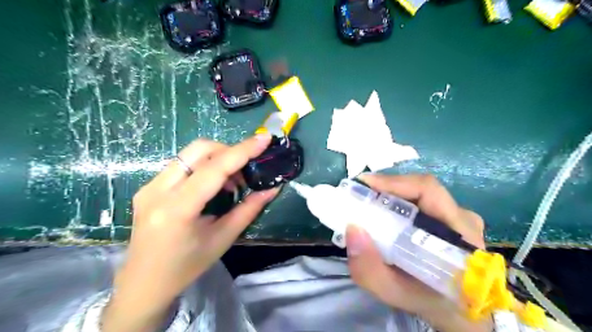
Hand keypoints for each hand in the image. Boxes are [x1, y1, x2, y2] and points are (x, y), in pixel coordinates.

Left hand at [102, 133, 277, 331]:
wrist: (144, 283)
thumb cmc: (187, 266)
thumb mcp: (223, 239)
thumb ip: (249, 209)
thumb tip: (273, 188)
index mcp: (177, 209)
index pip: (214, 169)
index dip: (242, 151)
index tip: (264, 139)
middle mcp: (158, 190)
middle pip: (199, 149)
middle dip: (229, 151)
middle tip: (246, 170)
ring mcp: (149, 186)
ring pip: (190, 153)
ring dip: (217, 159)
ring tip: (231, 182)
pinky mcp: (148, 186)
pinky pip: (182, 164)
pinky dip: (204, 166)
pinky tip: (213, 185)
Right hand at [346, 174, 492, 330]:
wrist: (457, 311)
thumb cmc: (429, 302)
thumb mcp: (395, 293)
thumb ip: (370, 270)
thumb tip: (352, 229)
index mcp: (459, 233)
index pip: (428, 191)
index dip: (394, 182)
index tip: (364, 184)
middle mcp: (463, 218)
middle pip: (421, 188)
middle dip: (386, 188)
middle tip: (359, 195)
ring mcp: (459, 216)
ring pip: (420, 193)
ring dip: (391, 194)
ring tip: (367, 202)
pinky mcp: (451, 218)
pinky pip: (421, 201)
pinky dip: (398, 202)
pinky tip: (383, 211)